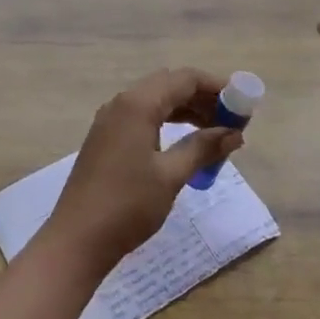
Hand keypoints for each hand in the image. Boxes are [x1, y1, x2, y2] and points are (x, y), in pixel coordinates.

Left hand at [46, 68, 243, 269]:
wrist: (77, 240)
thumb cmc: (128, 205)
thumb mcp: (171, 175)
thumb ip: (203, 148)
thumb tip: (234, 134)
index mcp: (137, 104)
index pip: (184, 79)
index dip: (216, 87)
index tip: (242, 104)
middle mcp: (121, 104)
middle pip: (169, 86)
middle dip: (203, 98)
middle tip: (231, 122)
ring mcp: (110, 121)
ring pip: (156, 102)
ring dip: (186, 111)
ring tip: (215, 133)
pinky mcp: (105, 139)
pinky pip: (142, 117)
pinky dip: (167, 123)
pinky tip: (184, 143)